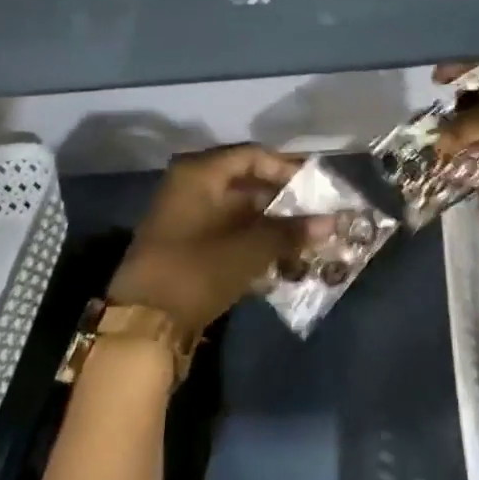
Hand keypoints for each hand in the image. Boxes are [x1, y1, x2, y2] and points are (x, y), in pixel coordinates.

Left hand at [107, 145, 306, 333]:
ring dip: (272, 225)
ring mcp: (186, 217)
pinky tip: (282, 260)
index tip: (317, 188)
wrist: (144, 324)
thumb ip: (292, 231)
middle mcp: (190, 188)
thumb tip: (334, 222)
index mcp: (200, 174)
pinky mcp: (187, 246)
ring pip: (240, 211)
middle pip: (247, 183)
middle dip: (284, 201)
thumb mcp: (251, 249)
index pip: (253, 156)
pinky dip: (255, 242)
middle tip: (317, 215)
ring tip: (306, 240)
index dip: (288, 169)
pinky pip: (229, 233)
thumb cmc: (198, 270)